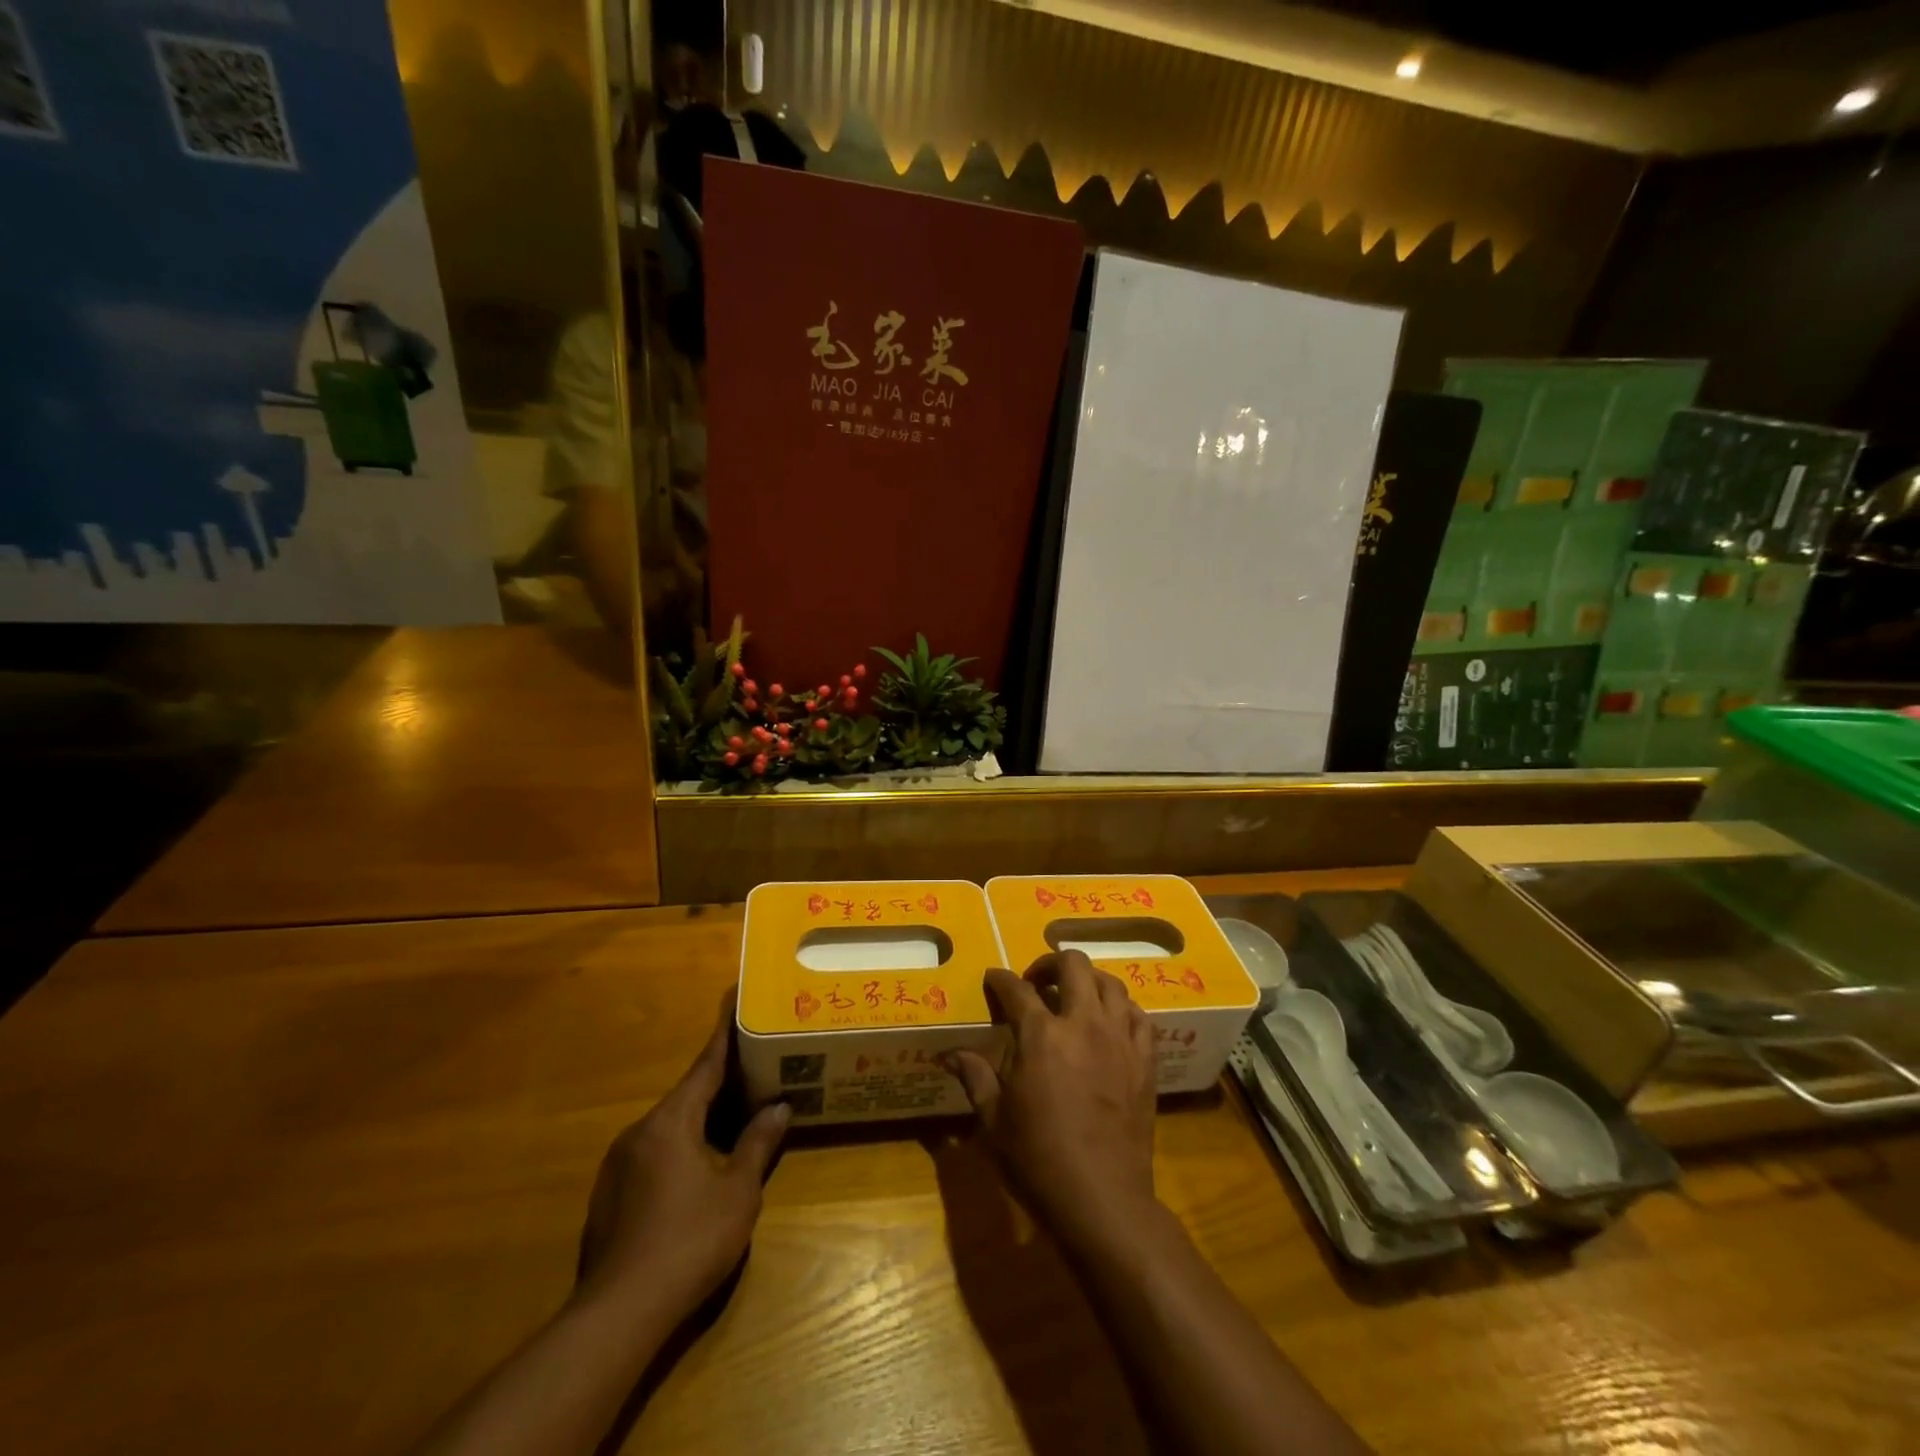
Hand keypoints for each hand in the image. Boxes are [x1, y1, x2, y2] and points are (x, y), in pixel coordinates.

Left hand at [576, 994, 789, 1329]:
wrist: (618, 1314)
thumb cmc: (689, 1240)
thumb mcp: (738, 1192)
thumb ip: (758, 1144)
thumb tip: (779, 1108)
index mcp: (671, 1121)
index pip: (705, 1066)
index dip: (725, 1035)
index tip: (734, 1000)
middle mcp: (640, 1131)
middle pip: (687, 1096)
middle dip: (720, 1085)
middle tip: (753, 1071)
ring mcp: (618, 1165)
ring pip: (669, 1128)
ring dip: (701, 1122)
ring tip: (733, 1122)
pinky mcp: (608, 1197)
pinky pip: (653, 1155)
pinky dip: (680, 1150)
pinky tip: (699, 1174)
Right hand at [942, 951, 1158, 1251]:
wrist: (1102, 1200)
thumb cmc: (1038, 1160)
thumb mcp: (995, 1121)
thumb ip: (975, 1077)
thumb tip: (949, 1054)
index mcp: (1041, 1035)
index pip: (1016, 989)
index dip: (1000, 979)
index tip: (992, 979)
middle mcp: (1083, 1024)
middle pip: (1072, 965)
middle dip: (1049, 962)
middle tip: (1036, 982)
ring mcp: (1119, 1039)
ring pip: (1110, 983)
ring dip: (1088, 981)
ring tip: (1074, 996)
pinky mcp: (1144, 1060)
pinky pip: (1138, 1016)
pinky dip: (1122, 1008)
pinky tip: (1110, 1021)